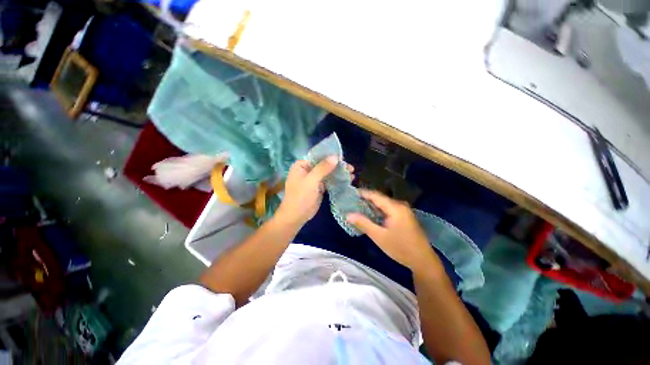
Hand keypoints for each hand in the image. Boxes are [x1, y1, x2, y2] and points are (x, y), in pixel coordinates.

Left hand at [276, 157, 353, 227]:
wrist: (296, 216)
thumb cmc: (300, 197)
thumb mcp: (311, 181)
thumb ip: (323, 168)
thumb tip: (335, 156)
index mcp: (302, 165)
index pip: (318, 157)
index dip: (330, 156)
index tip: (343, 158)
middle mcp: (308, 170)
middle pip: (324, 164)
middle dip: (337, 166)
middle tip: (350, 168)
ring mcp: (313, 179)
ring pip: (328, 173)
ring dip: (338, 173)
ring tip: (352, 174)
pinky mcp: (318, 187)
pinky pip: (328, 181)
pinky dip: (336, 181)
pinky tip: (347, 180)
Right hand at [347, 190, 440, 271]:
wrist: (423, 260)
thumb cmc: (400, 248)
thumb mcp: (379, 236)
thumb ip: (363, 223)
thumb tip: (348, 215)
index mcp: (395, 207)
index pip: (375, 195)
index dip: (363, 193)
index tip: (351, 193)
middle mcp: (400, 205)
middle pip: (380, 198)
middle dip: (366, 199)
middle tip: (352, 202)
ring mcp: (404, 210)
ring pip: (384, 204)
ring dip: (372, 205)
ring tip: (358, 207)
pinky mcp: (405, 216)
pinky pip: (388, 209)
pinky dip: (379, 210)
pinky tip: (371, 214)